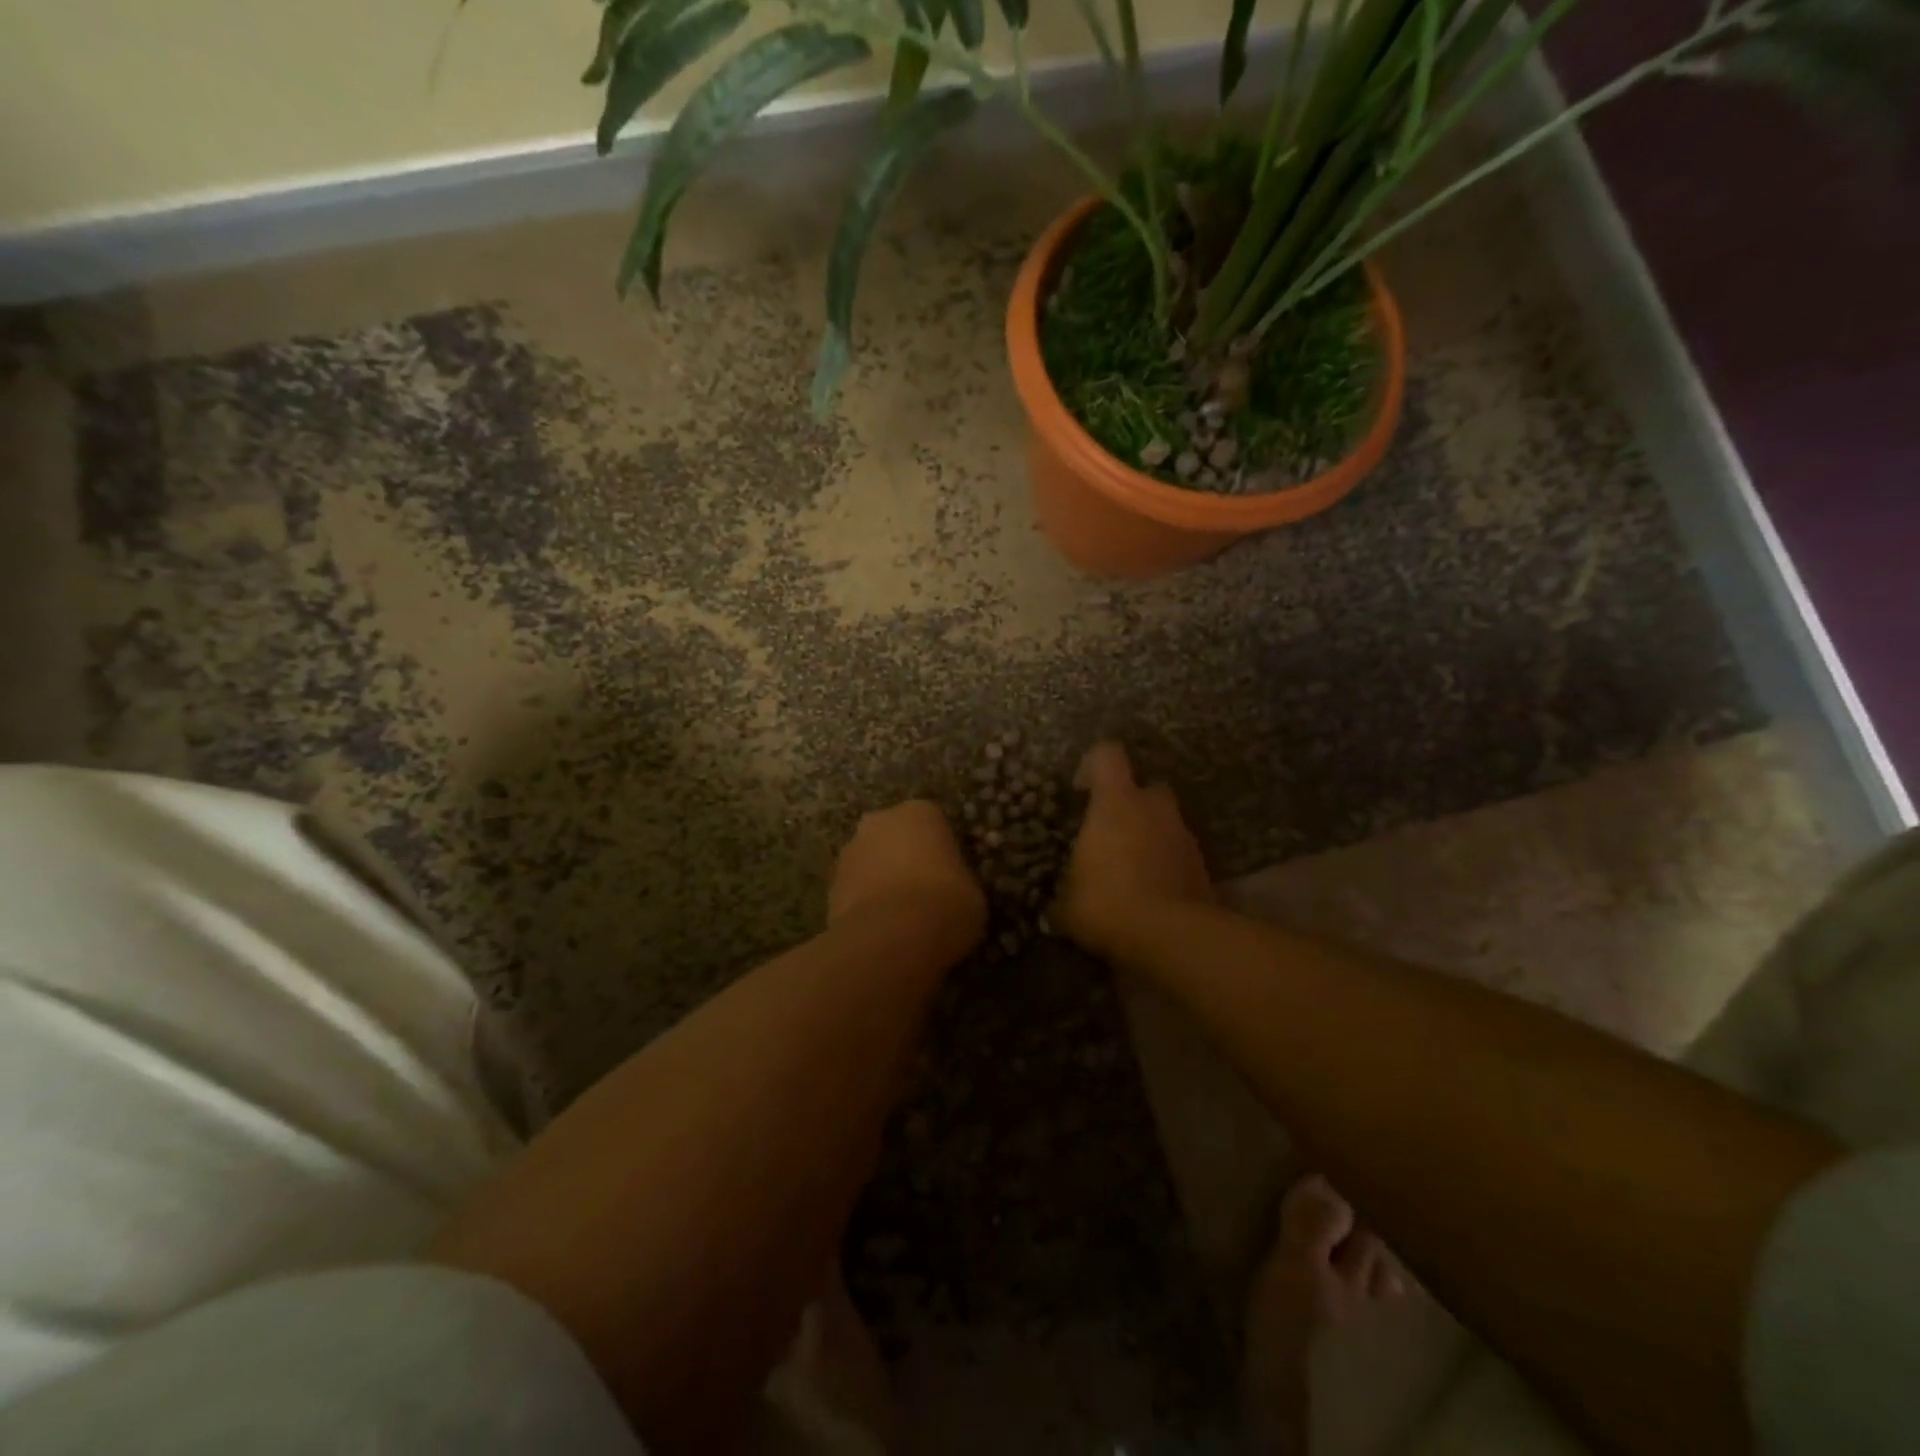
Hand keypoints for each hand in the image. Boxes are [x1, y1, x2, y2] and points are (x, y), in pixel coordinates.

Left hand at [830, 799, 986, 954]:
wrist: (892, 937)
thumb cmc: (945, 903)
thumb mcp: (973, 892)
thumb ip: (958, 879)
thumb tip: (951, 890)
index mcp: (920, 812)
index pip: (933, 823)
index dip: (941, 850)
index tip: (949, 875)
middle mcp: (879, 821)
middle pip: (894, 836)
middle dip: (903, 858)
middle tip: (923, 893)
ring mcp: (849, 852)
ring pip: (870, 862)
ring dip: (880, 881)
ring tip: (899, 918)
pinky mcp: (830, 886)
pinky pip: (854, 891)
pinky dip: (864, 905)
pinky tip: (879, 930)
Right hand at [1051, 742, 1212, 955]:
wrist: (1172, 937)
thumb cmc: (1108, 905)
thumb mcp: (1068, 907)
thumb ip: (1060, 900)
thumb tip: (1051, 910)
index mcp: (1115, 803)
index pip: (1108, 755)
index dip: (1094, 764)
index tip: (1082, 788)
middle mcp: (1154, 809)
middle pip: (1148, 786)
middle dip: (1134, 803)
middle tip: (1114, 831)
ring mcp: (1185, 835)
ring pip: (1168, 822)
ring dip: (1153, 836)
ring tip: (1134, 868)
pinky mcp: (1205, 866)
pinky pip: (1182, 854)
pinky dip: (1170, 865)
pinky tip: (1156, 891)